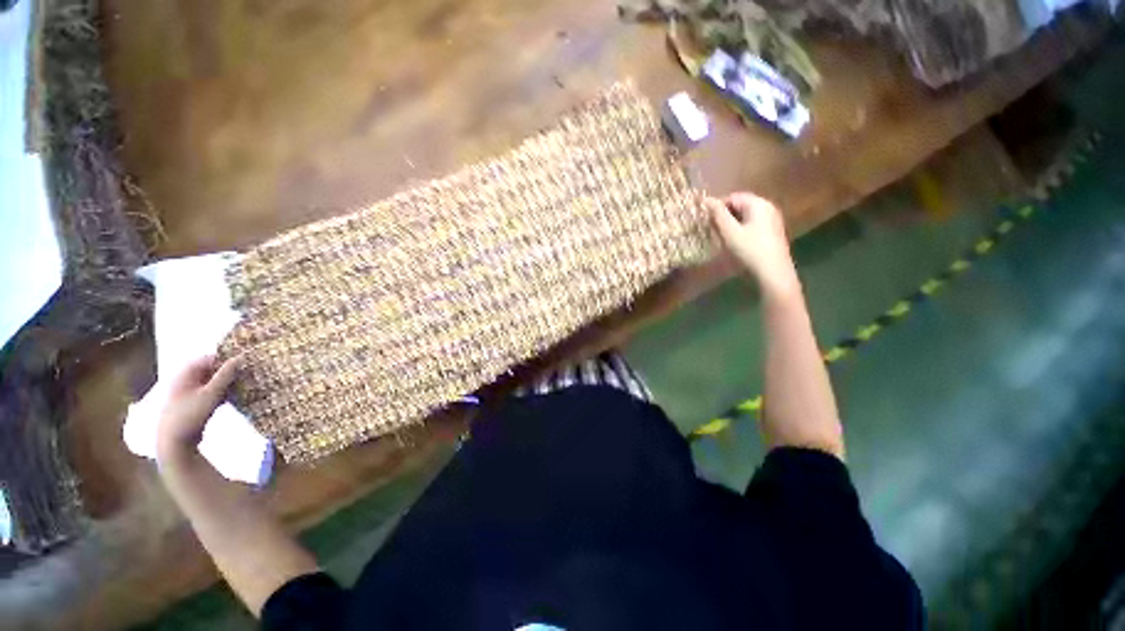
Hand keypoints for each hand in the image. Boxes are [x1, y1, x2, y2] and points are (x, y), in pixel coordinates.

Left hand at [157, 354, 241, 463]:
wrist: (174, 441)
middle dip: (229, 372)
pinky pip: (210, 392)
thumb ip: (226, 374)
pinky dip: (222, 393)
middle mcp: (186, 379)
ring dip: (227, 383)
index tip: (245, 363)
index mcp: (186, 373)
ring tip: (243, 387)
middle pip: (211, 369)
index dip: (227, 359)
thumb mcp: (211, 393)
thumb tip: (241, 357)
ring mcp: (188, 392)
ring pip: (212, 382)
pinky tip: (233, 398)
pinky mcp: (193, 403)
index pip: (210, 358)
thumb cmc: (190, 414)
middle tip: (247, 375)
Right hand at [707, 192, 800, 298]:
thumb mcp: (730, 232)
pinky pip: (753, 223)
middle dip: (725, 214)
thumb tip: (706, 199)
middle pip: (741, 204)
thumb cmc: (750, 250)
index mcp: (758, 204)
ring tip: (721, 235)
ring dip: (732, 222)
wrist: (773, 272)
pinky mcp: (773, 231)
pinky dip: (742, 228)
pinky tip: (735, 240)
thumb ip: (718, 214)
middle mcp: (768, 207)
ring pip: (746, 215)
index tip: (706, 219)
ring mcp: (772, 219)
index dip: (717, 206)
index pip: (733, 197)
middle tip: (712, 228)